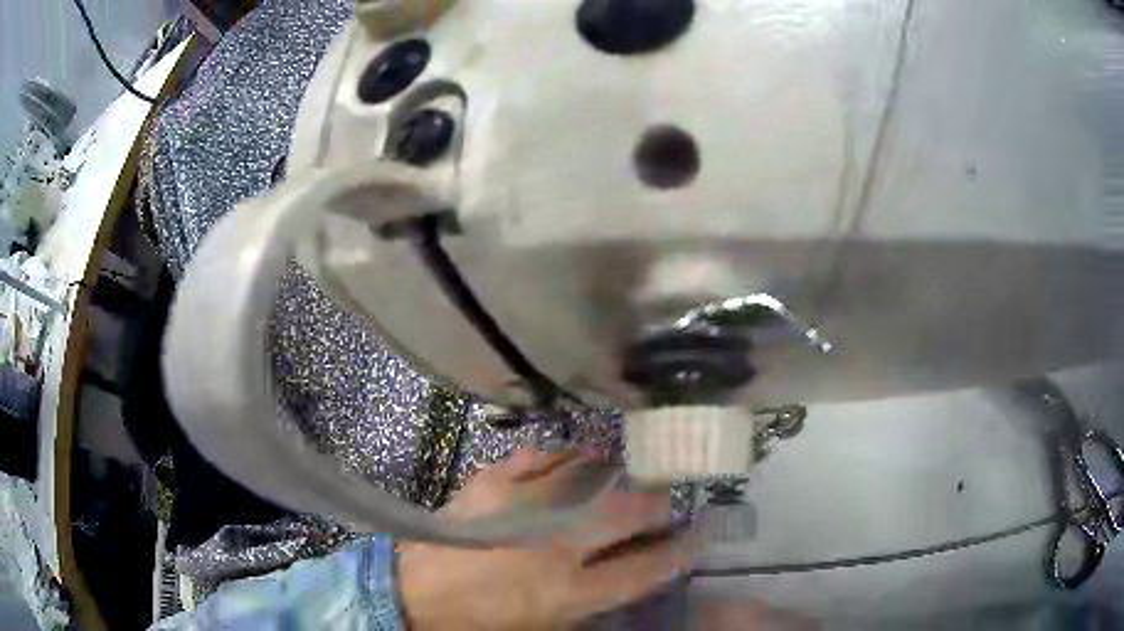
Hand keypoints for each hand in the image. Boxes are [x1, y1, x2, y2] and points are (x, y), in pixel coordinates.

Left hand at [398, 448, 696, 629]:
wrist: (412, 594)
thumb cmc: (482, 621)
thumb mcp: (545, 626)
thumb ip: (589, 601)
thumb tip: (623, 573)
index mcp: (569, 591)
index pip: (644, 569)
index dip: (679, 552)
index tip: (701, 535)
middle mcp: (555, 544)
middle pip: (626, 513)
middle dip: (656, 504)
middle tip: (665, 498)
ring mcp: (523, 506)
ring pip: (588, 477)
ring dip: (613, 476)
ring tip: (621, 477)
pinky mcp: (492, 483)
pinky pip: (540, 458)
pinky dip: (562, 458)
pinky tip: (571, 461)